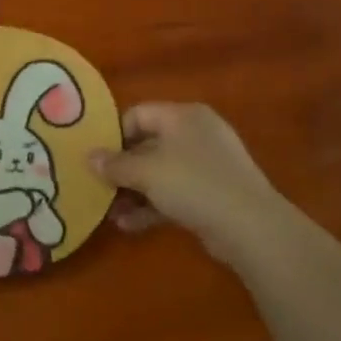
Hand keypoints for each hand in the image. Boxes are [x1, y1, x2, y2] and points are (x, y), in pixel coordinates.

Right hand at [89, 102, 296, 264]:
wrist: (250, 226)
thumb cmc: (193, 184)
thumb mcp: (145, 172)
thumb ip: (114, 164)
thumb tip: (89, 157)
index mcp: (183, 116)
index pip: (137, 114)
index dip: (113, 135)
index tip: (95, 158)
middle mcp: (196, 134)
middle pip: (147, 145)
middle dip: (121, 169)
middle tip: (98, 187)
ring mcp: (207, 165)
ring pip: (159, 173)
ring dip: (133, 192)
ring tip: (110, 213)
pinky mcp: (213, 193)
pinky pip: (174, 193)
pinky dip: (152, 206)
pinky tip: (130, 225)